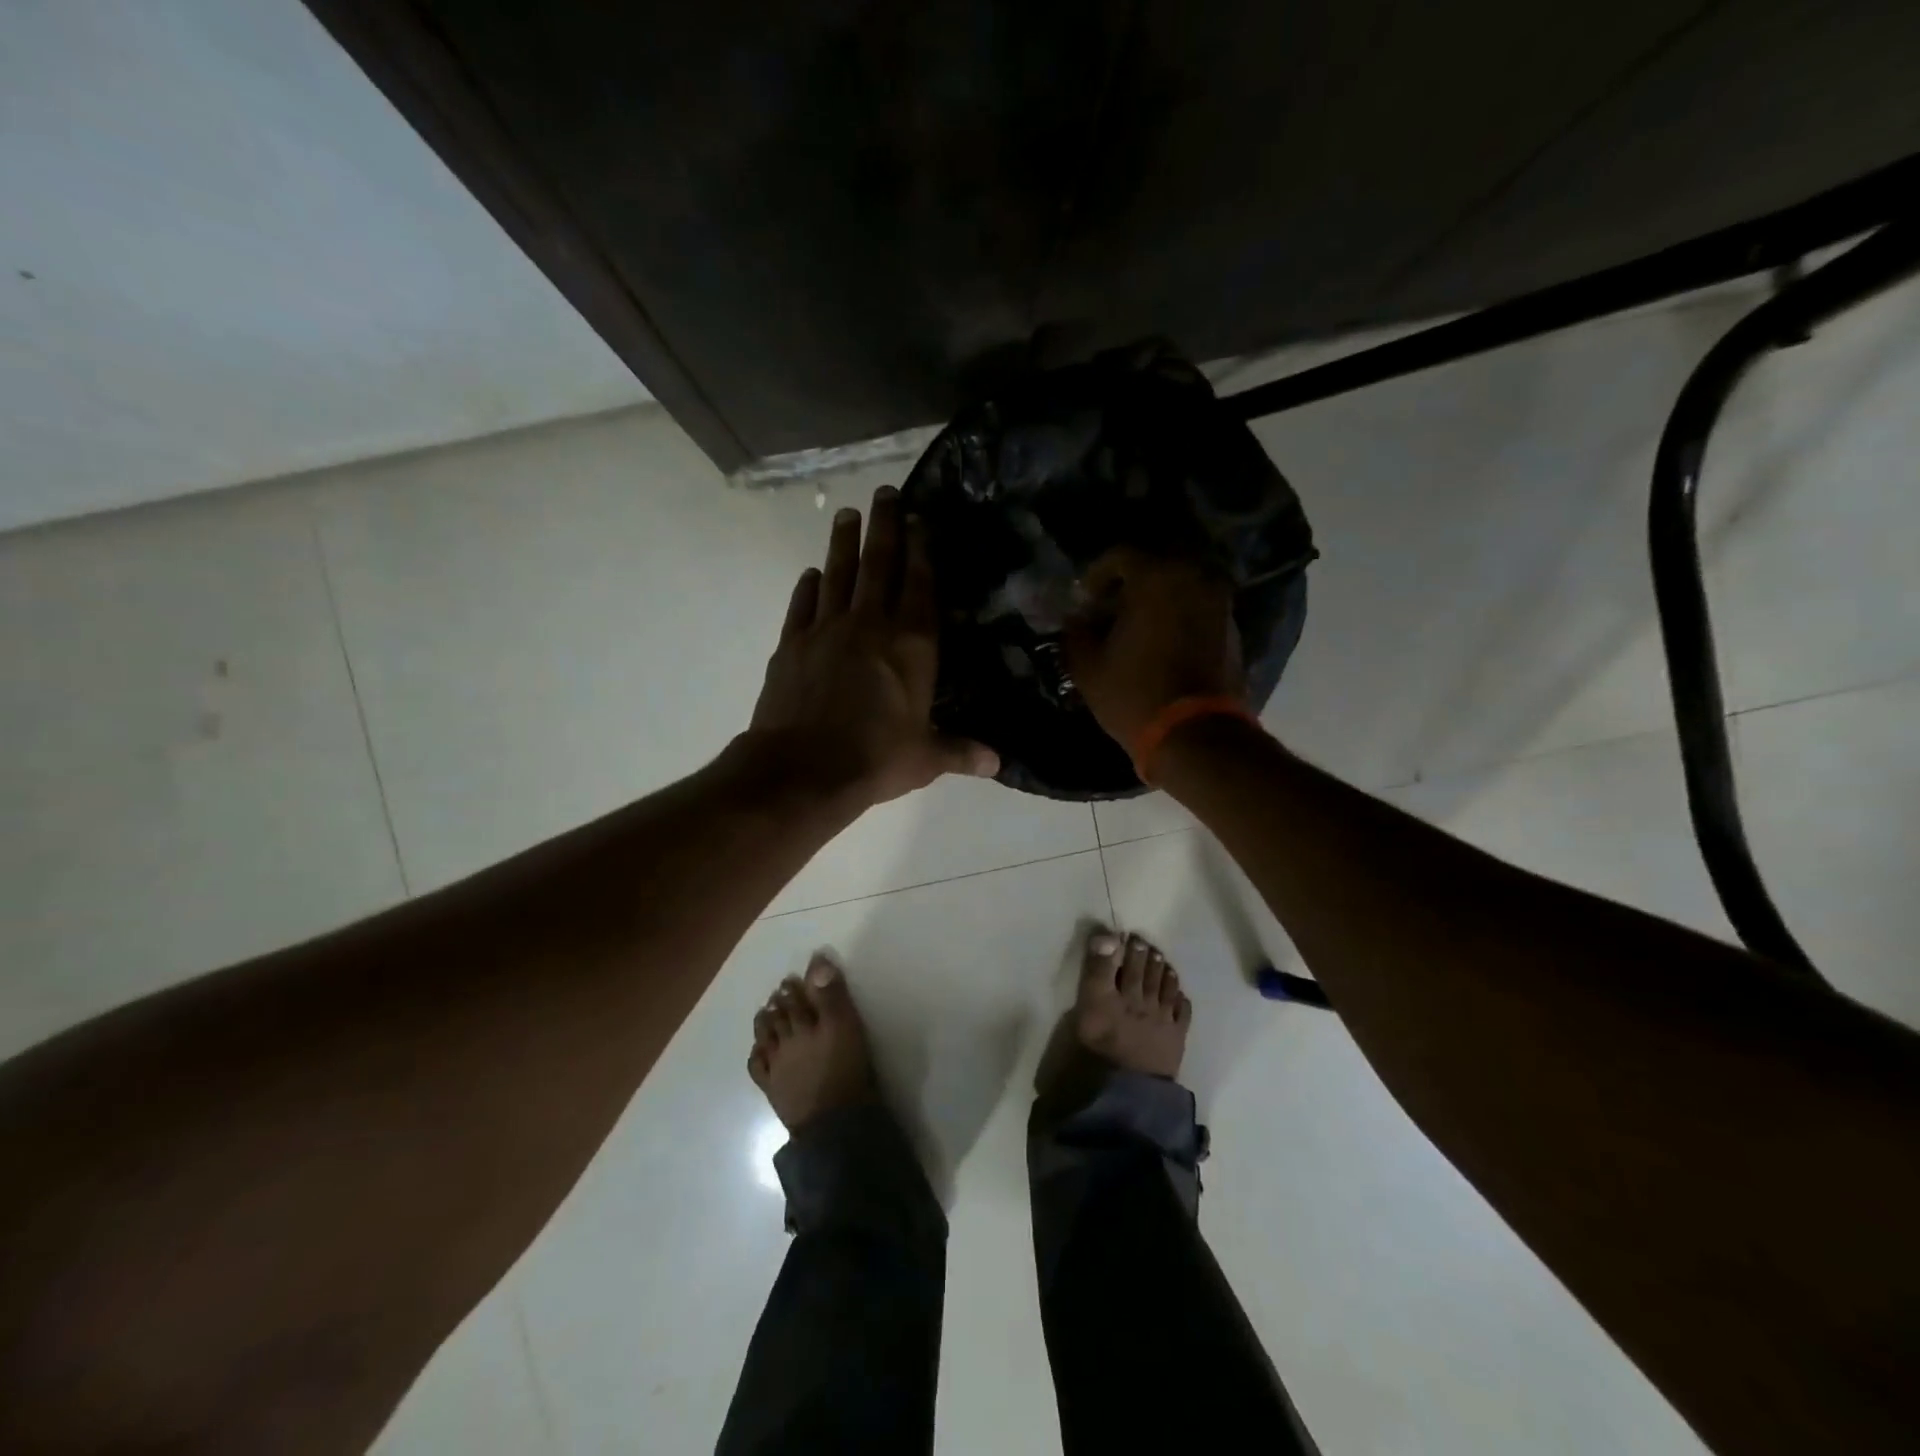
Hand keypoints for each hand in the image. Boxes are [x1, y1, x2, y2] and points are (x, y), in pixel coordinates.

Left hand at [748, 485, 998, 806]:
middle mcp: (870, 625)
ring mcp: (826, 630)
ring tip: (847, 514)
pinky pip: (802, 605)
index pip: (921, 586)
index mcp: (912, 645)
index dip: (922, 550)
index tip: (920, 519)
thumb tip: (997, 763)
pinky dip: (807, 587)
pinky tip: (811, 574)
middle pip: (879, 564)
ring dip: (843, 542)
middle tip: (885, 492)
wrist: (803, 769)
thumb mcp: (926, 758)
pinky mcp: (792, 644)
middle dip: (885, 526)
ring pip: (838, 574)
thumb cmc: (875, 759)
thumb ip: (960, 751)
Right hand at [1064, 547, 1244, 747]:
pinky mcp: (1231, 626)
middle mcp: (1194, 577)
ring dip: (1157, 599)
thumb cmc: (1134, 694)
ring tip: (1135, 627)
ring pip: (1181, 584)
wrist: (1195, 733)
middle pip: (1155, 565)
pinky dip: (1178, 614)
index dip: (1096, 575)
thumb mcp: (1089, 667)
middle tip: (1110, 609)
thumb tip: (1076, 620)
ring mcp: (1218, 601)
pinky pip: (1198, 606)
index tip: (1085, 600)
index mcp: (1156, 577)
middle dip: (1129, 584)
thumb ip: (1077, 633)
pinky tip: (1160, 641)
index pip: (1120, 556)